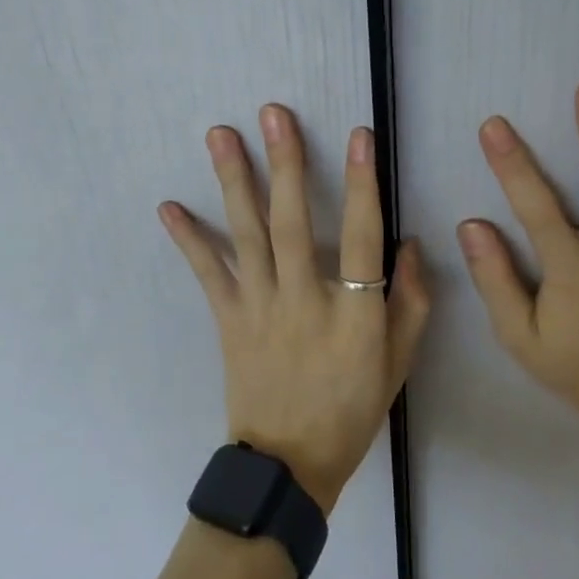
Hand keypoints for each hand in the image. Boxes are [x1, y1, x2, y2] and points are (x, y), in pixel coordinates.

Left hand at [159, 104, 430, 512]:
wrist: (288, 464)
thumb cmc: (351, 410)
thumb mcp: (398, 363)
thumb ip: (410, 303)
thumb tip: (408, 243)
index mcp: (354, 315)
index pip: (363, 237)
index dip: (363, 184)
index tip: (359, 136)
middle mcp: (303, 301)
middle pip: (293, 223)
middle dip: (285, 164)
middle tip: (272, 114)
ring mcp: (260, 307)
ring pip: (246, 235)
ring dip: (233, 181)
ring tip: (219, 135)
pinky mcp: (228, 318)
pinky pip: (207, 272)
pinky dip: (188, 239)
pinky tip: (168, 207)